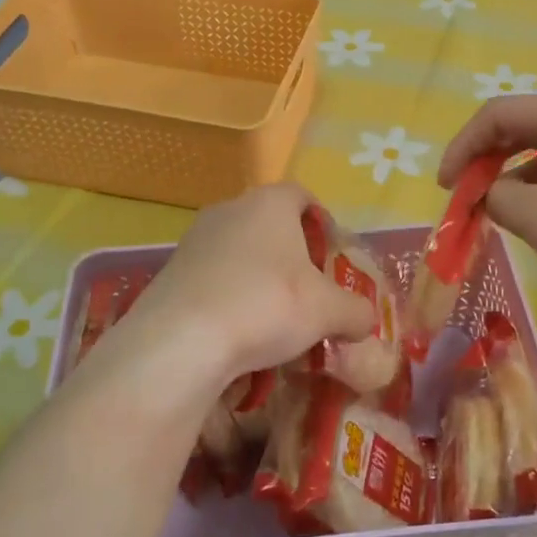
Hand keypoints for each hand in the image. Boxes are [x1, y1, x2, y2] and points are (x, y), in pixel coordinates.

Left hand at [107, 182, 375, 394]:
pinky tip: (239, 331)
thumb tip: (365, 320)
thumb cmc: (267, 305)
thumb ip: (356, 311)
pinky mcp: (171, 272)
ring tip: (275, 317)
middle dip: (291, 254)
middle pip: (269, 224)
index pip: (302, 195)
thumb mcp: (328, 312)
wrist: (181, 341)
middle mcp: (230, 209)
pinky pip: (213, 278)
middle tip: (309, 290)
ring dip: (259, 277)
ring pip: (239, 252)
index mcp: (270, 203)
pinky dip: (230, 297)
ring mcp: (195, 239)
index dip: (322, 221)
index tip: (332, 255)